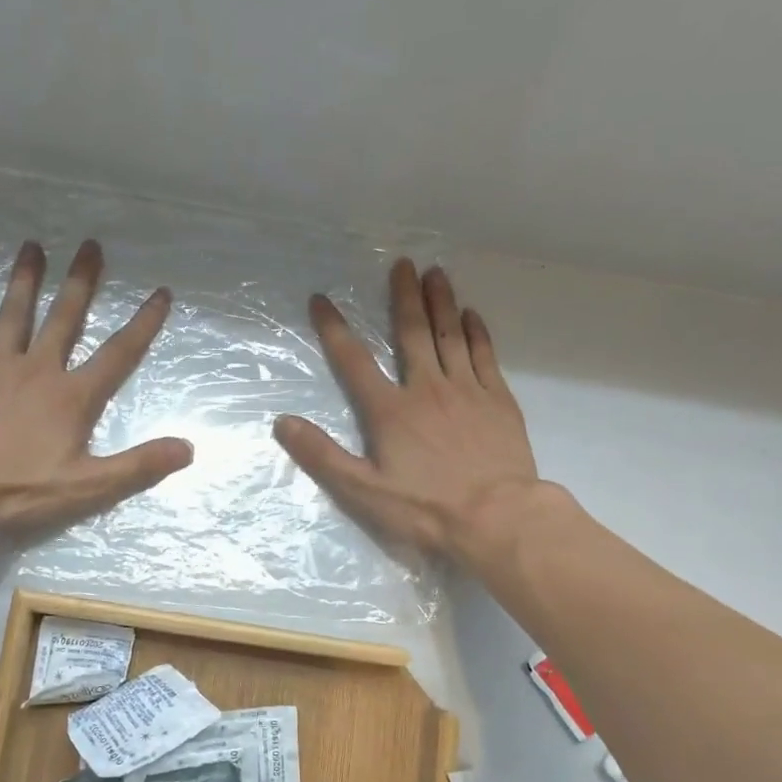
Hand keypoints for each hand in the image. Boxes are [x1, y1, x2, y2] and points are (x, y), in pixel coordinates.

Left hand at [0, 241, 191, 540]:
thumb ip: (139, 465)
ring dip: (25, 280)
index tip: (160, 292)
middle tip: (90, 245)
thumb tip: (188, 448)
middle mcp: (39, 370)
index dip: (143, 324)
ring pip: (14, 315)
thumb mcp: (90, 487)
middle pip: (65, 318)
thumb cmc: (22, 489)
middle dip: (81, 282)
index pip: (118, 354)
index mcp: (73, 396)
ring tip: (32, 246)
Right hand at [274, 260, 545, 564]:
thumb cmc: (426, 509)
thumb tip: (282, 423)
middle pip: (411, 333)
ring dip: (441, 302)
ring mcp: (466, 391)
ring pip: (450, 335)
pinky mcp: (498, 401)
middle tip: (401, 263)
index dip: (334, 329)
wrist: (497, 518)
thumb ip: (322, 456)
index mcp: (390, 411)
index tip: (321, 300)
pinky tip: (472, 315)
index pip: (354, 362)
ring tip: (435, 273)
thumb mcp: (362, 491)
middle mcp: (426, 389)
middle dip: (403, 296)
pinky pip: (484, 356)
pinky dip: (477, 332)